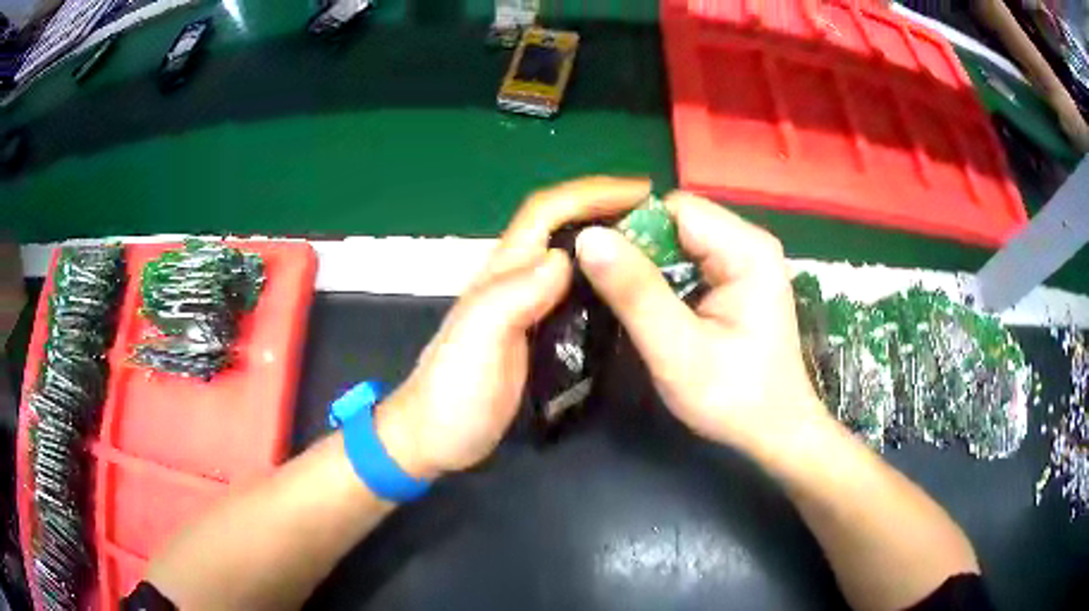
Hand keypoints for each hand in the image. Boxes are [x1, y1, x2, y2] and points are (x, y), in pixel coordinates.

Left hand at [377, 177, 652, 478]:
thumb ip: (513, 296)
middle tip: (656, 216)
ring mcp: (523, 306)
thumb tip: (563, 257)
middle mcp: (513, 279)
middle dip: (605, 207)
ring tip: (652, 244)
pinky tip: (624, 289)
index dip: (591, 193)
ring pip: (569, 255)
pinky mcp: (534, 332)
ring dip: (606, 239)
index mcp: (502, 273)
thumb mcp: (478, 341)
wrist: (434, 437)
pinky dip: (600, 277)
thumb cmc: (453, 393)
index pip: (546, 212)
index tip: (641, 192)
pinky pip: (573, 290)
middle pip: (559, 225)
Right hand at [574, 192, 827, 450]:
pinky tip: (652, 307)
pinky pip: (689, 259)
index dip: (629, 230)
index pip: (673, 210)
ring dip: (648, 265)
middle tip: (607, 291)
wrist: (775, 431)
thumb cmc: (734, 398)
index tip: (595, 265)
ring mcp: (746, 259)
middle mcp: (750, 242)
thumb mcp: (677, 351)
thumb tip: (588, 237)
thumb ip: (635, 293)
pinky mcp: (738, 278)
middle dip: (638, 249)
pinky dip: (664, 277)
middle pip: (676, 221)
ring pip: (679, 240)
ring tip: (625, 302)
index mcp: (746, 249)